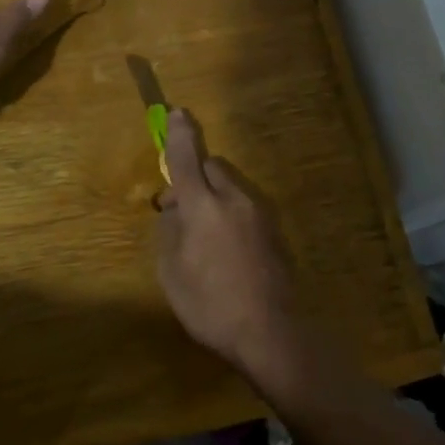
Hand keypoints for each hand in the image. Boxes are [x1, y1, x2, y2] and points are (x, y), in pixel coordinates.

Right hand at [155, 110, 311, 378]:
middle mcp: (235, 200)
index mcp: (203, 206)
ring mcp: (260, 215)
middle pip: (212, 167)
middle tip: (178, 211)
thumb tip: (174, 211)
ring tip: (202, 238)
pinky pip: (245, 208)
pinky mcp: (275, 232)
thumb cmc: (210, 304)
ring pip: (230, 187)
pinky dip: (230, 214)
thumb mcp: (171, 271)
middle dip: (194, 176)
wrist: (271, 333)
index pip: (187, 158)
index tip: (176, 112)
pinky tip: (226, 251)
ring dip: (213, 197)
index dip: (178, 134)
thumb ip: (169, 231)